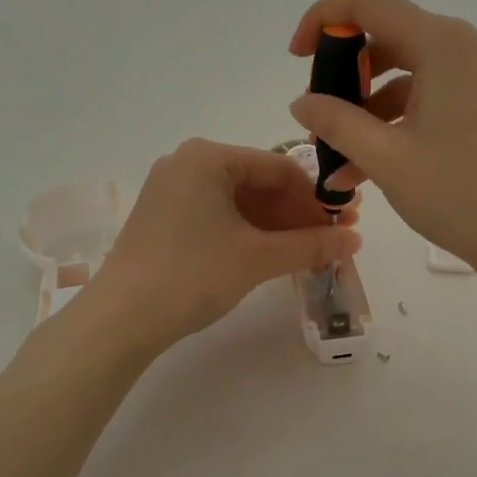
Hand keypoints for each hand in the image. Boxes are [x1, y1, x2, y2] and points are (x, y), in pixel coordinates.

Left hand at [80, 138, 361, 354]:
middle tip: (335, 238)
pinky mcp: (166, 218)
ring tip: (312, 251)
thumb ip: (310, 245)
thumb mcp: (257, 258)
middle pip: (260, 183)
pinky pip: (220, 215)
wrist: (120, 320)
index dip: (317, 197)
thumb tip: (357, 241)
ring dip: (278, 226)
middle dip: (299, 213)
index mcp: (207, 157)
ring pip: (241, 202)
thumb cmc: (192, 275)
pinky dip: (250, 233)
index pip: (279, 167)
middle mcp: (188, 163)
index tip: (347, 221)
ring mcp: (173, 190)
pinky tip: (276, 254)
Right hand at [288, 0, 476, 283]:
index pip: (368, 4)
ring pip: (410, 75)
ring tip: (339, 162)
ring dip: (369, 111)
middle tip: (319, 118)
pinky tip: (369, 168)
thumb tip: (301, 102)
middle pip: (390, 39)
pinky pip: (434, 97)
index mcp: (444, 42)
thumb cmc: (459, 194)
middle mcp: (469, 45)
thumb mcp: (386, 158)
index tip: (297, 57)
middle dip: (346, 78)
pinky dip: (400, 123)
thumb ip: (336, 122)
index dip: (322, 20)